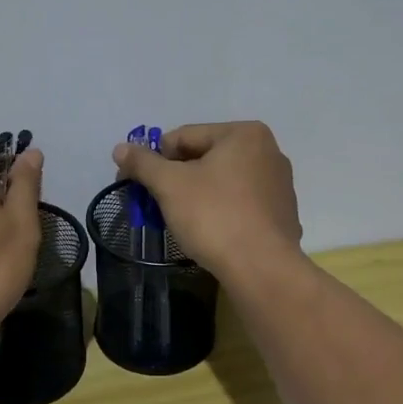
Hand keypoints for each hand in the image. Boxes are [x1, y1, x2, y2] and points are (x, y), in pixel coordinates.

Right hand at [112, 121, 302, 282]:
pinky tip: (208, 232)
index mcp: (244, 134)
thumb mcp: (169, 185)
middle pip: (205, 158)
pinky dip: (220, 211)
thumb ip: (143, 163)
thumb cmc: (214, 216)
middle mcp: (268, 151)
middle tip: (154, 202)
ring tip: (178, 219)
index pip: (185, 137)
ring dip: (196, 195)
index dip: (154, 158)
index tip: (135, 181)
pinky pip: (240, 204)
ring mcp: (279, 184)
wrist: (261, 269)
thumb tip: (120, 148)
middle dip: (176, 178)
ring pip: (223, 182)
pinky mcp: (282, 214)